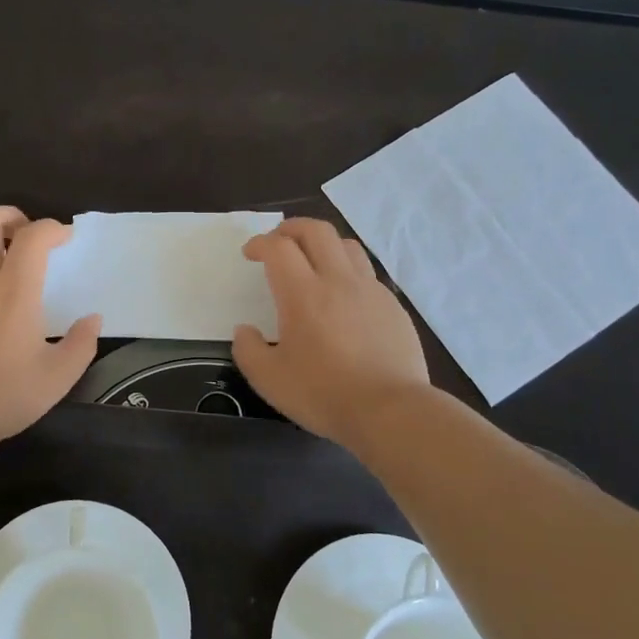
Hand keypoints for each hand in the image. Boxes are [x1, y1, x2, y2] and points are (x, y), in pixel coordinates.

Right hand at [233, 218, 429, 447]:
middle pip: (316, 230)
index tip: (250, 254)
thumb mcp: (269, 379)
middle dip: (291, 228)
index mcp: (303, 294)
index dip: (260, 243)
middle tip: (278, 241)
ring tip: (312, 260)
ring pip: (346, 245)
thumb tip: (245, 330)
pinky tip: (342, 297)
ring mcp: (370, 290)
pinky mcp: (392, 306)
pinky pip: (367, 273)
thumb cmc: (323, 394)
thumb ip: (248, 350)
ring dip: (323, 243)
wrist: (390, 410)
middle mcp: (337, 280)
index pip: (278, 247)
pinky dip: (347, 271)